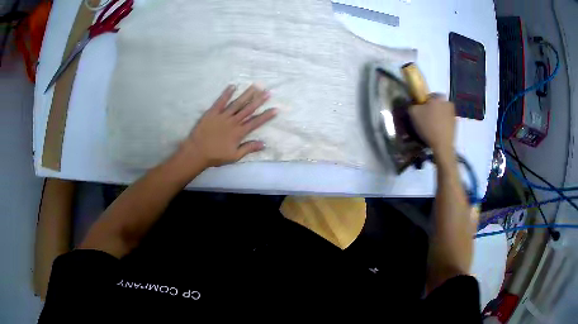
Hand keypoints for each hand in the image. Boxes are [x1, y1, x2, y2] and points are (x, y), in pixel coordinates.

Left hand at [178, 84, 276, 168]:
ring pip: (237, 103)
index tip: (275, 109)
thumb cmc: (216, 156)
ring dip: (247, 94)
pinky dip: (227, 93)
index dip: (266, 116)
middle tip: (268, 92)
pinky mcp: (212, 112)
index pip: (256, 122)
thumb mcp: (234, 156)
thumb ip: (249, 148)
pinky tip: (233, 86)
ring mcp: (223, 115)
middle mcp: (233, 121)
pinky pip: (221, 101)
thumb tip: (264, 144)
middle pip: (248, 109)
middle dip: (259, 100)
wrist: (197, 152)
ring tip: (255, 86)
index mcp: (239, 132)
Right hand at [409, 95, 455, 155]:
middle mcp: (448, 102)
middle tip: (425, 120)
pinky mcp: (456, 124)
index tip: (419, 112)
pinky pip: (446, 121)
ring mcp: (454, 114)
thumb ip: (413, 105)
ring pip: (441, 113)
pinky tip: (437, 132)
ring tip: (431, 128)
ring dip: (437, 118)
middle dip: (431, 110)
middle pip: (436, 105)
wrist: (442, 145)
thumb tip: (415, 105)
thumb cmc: (428, 126)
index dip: (422, 103)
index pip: (428, 96)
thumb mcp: (413, 113)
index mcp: (438, 97)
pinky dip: (441, 125)